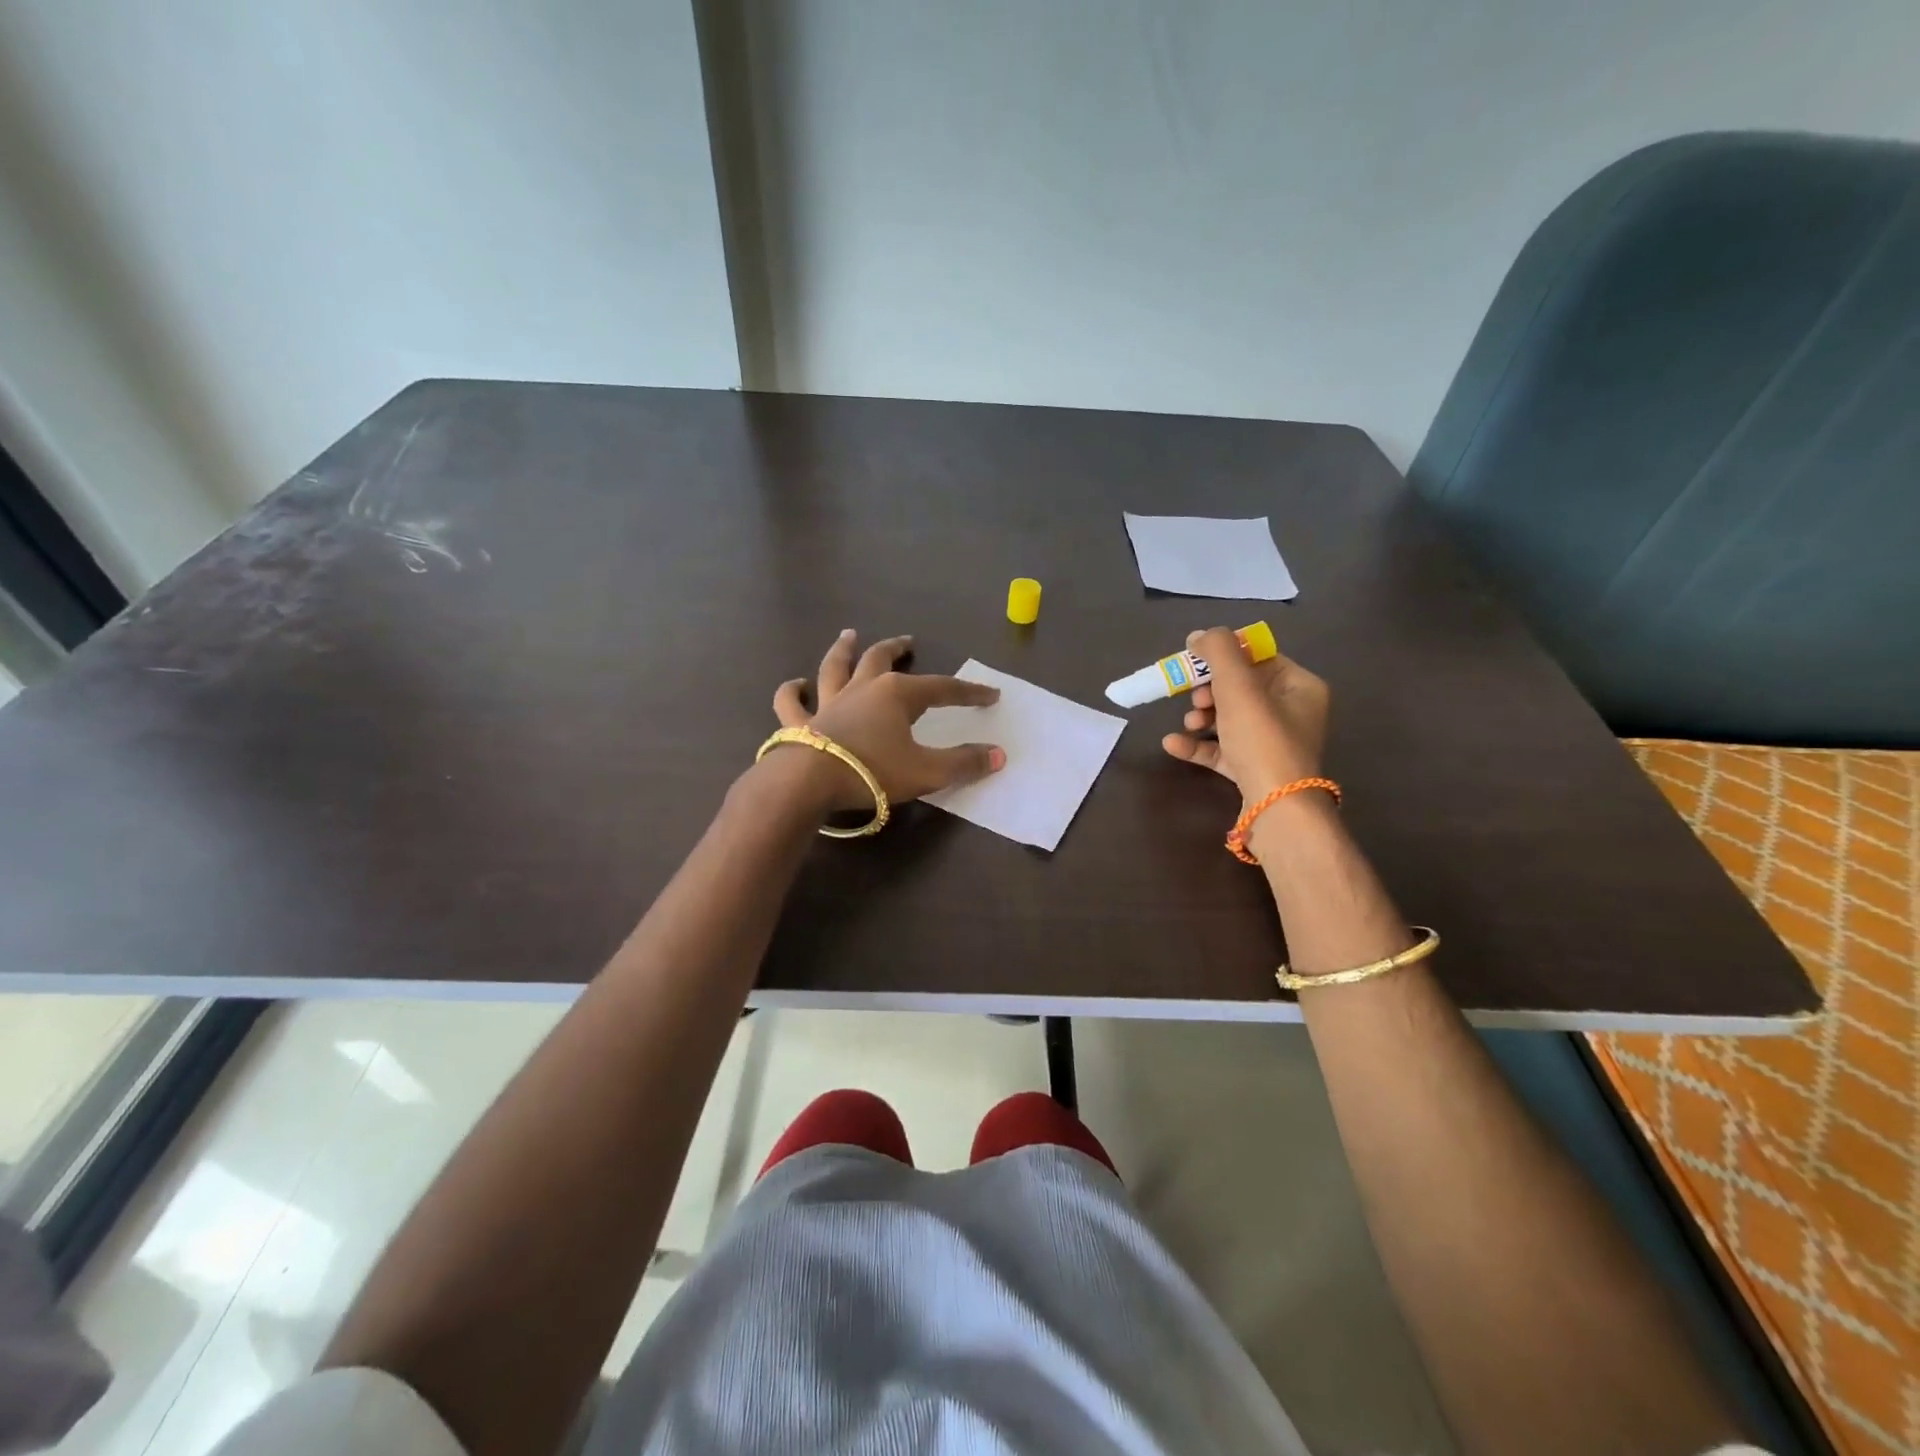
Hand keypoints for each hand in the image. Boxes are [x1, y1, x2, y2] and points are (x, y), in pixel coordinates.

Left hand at [770, 630, 1005, 812]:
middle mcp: (862, 688)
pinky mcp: (801, 722)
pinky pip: (793, 702)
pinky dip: (793, 691)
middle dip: (897, 649)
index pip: (943, 689)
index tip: (991, 695)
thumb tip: (998, 755)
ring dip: (843, 650)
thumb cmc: (872, 772)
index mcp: (897, 695)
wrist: (808, 782)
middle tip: (907, 641)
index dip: (969, 692)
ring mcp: (828, 702)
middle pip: (881, 659)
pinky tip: (795, 685)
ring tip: (848, 636)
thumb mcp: (927, 772)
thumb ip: (963, 763)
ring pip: (835, 667)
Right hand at [1160, 626, 1328, 802]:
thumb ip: (1218, 651)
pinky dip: (1197, 744)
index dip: (1225, 655)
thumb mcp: (1238, 685)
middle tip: (1195, 696)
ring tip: (1189, 721)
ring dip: (1201, 716)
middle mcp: (1291, 712)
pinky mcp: (1253, 770)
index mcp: (1300, 686)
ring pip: (1228, 718)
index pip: (1258, 657)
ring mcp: (1271, 744)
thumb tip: (1199, 635)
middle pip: (1240, 688)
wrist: (1275, 808)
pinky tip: (1172, 744)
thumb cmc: (1263, 738)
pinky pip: (1221, 749)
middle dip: (1209, 689)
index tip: (1195, 660)